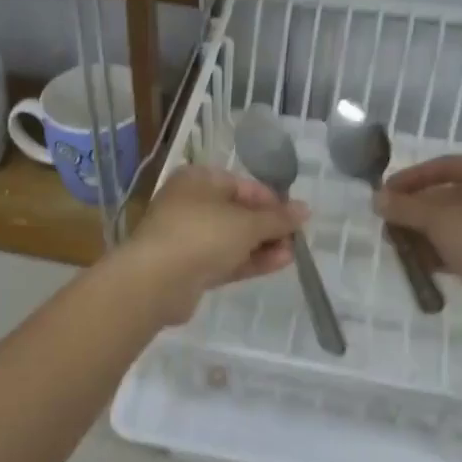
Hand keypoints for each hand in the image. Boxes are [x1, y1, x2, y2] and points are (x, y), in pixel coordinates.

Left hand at [116, 165, 306, 325]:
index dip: (272, 200)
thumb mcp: (247, 223)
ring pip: (232, 238)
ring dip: (263, 245)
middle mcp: (190, 204)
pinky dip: (250, 261)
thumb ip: (278, 218)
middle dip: (269, 226)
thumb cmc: (202, 234)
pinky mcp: (189, 267)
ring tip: (293, 254)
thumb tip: (305, 209)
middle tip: (297, 238)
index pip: (242, 185)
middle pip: (238, 212)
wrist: (156, 281)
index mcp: (198, 180)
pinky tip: (278, 264)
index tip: (296, 215)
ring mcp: (188, 237)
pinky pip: (225, 259)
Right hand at [374, 157, 461, 316]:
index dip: (411, 178)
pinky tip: (423, 264)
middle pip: (450, 196)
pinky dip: (445, 249)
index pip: (445, 166)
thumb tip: (376, 199)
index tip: (386, 193)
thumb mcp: (435, 219)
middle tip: (390, 223)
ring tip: (401, 247)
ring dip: (426, 233)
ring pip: (457, 223)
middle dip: (416, 211)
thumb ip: (403, 206)